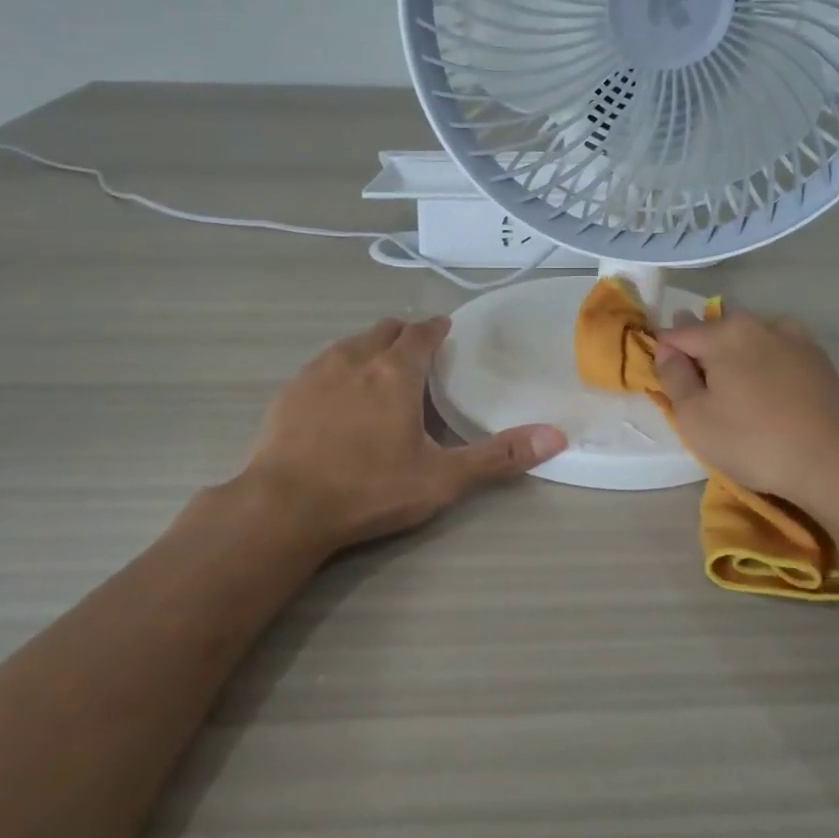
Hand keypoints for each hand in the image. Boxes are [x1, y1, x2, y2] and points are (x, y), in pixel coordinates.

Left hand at [242, 315, 565, 549]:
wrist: (283, 508)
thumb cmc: (369, 489)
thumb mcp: (442, 478)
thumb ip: (499, 457)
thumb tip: (555, 437)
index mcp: (395, 372)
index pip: (421, 333)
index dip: (437, 328)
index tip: (446, 330)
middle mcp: (355, 360)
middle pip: (384, 330)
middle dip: (404, 334)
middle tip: (418, 353)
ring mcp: (315, 373)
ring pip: (350, 344)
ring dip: (370, 347)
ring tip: (381, 370)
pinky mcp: (287, 393)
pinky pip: (321, 366)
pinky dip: (339, 369)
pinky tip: (338, 397)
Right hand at [653, 306, 838, 508]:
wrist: (837, 462)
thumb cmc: (754, 441)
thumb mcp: (695, 418)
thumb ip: (674, 377)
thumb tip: (666, 349)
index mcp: (725, 333)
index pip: (679, 333)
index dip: (663, 350)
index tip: (661, 372)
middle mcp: (759, 324)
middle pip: (718, 328)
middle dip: (702, 345)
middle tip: (697, 380)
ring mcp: (795, 339)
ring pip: (752, 335)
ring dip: (737, 350)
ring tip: (733, 383)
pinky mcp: (820, 360)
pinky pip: (779, 351)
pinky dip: (766, 361)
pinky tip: (768, 388)